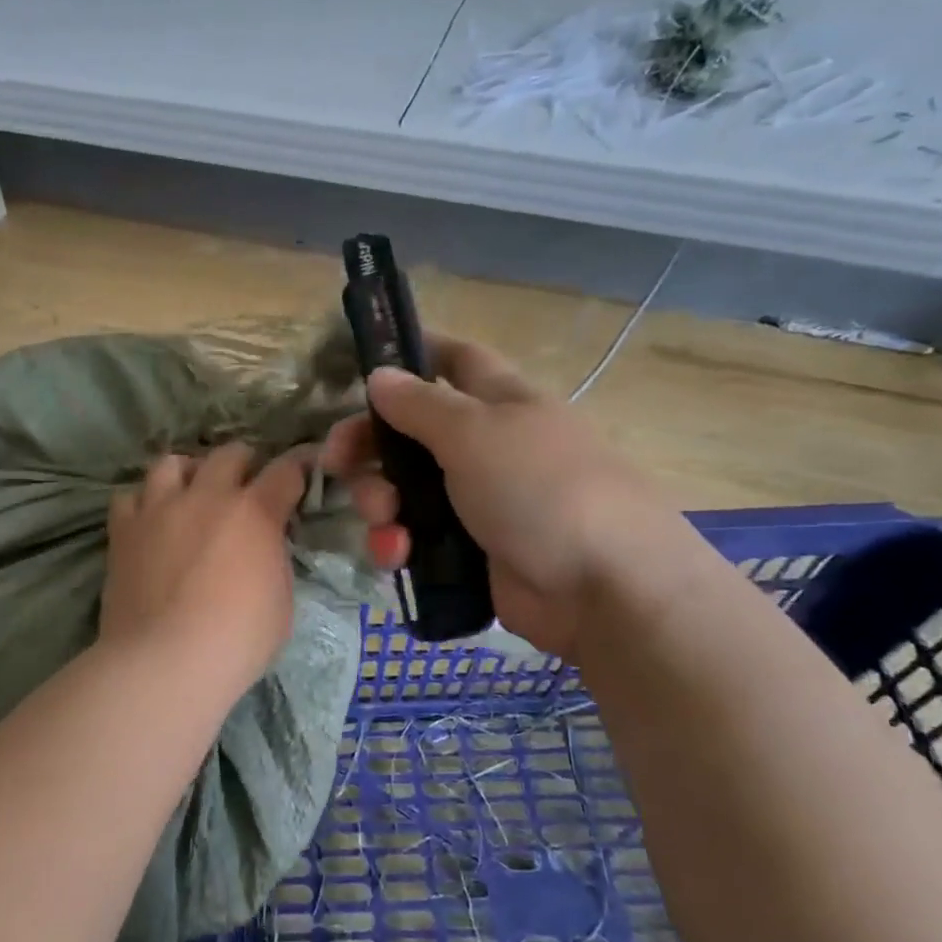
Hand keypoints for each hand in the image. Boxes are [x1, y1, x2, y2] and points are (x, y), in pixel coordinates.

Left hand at [101, 443, 311, 691]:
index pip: (285, 471)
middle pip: (229, 453)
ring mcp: (160, 508)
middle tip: (245, 485)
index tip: (301, 471)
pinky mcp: (124, 530)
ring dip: (188, 472)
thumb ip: (273, 559)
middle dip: (244, 463)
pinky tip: (149, 521)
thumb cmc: (237, 640)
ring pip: (171, 462)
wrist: (165, 662)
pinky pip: (129, 496)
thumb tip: (264, 546)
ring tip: (190, 493)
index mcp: (254, 512)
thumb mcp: (280, 600)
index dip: (298, 467)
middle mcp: (207, 496)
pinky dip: (143, 502)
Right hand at [322, 337, 668, 656]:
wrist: (605, 589)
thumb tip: (380, 375)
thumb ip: (420, 404)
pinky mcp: (472, 552)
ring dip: (380, 502)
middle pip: (412, 432)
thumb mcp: (475, 433)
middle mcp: (488, 446)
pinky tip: (396, 554)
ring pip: (407, 489)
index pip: (453, 359)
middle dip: (371, 445)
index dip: (413, 353)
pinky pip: (419, 538)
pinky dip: (399, 543)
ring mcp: (480, 501)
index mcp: (500, 402)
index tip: (364, 365)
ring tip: (383, 521)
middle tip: (336, 463)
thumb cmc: (540, 488)